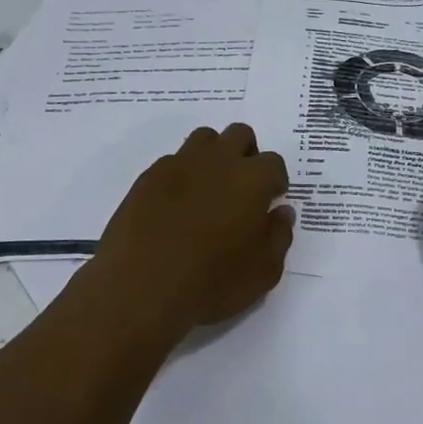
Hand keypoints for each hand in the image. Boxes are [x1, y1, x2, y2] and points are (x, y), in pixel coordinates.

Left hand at [94, 123, 293, 338]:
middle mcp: (217, 161)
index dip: (275, 181)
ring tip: (210, 190)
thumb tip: (282, 212)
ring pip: (204, 139)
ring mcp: (179, 165)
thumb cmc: (211, 283)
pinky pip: (173, 161)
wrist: (140, 288)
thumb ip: (279, 236)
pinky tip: (177, 206)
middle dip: (247, 155)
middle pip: (239, 135)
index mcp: (251, 179)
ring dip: (214, 156)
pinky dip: (182, 175)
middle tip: (243, 188)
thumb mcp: (263, 272)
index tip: (270, 201)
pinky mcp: (148, 177)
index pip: (273, 163)